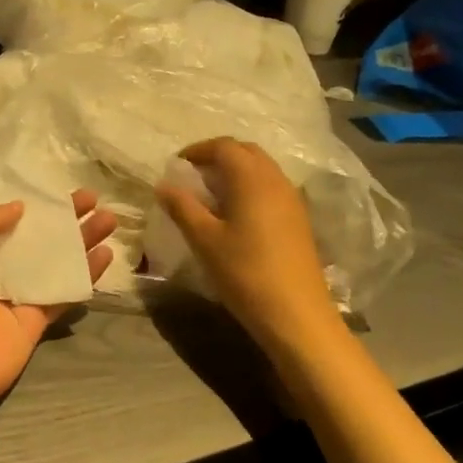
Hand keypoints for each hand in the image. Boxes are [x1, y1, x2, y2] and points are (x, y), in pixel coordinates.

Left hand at [0, 191, 115, 425]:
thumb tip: (19, 206)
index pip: (9, 219)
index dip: (35, 204)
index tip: (62, 190)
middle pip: (37, 239)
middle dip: (66, 219)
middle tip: (95, 200)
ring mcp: (17, 297)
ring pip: (56, 263)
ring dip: (82, 242)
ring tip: (110, 220)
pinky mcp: (35, 323)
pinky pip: (64, 294)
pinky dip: (85, 276)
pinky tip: (107, 255)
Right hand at [155, 138, 339, 352]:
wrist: (297, 315)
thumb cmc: (245, 273)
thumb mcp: (204, 240)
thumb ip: (182, 207)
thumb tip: (163, 184)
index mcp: (251, 178)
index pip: (223, 146)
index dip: (197, 150)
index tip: (177, 166)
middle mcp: (275, 179)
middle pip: (245, 151)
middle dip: (218, 156)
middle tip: (193, 176)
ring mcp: (291, 199)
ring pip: (261, 168)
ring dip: (236, 171)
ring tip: (211, 194)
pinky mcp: (299, 219)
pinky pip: (271, 187)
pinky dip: (250, 187)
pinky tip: (236, 214)